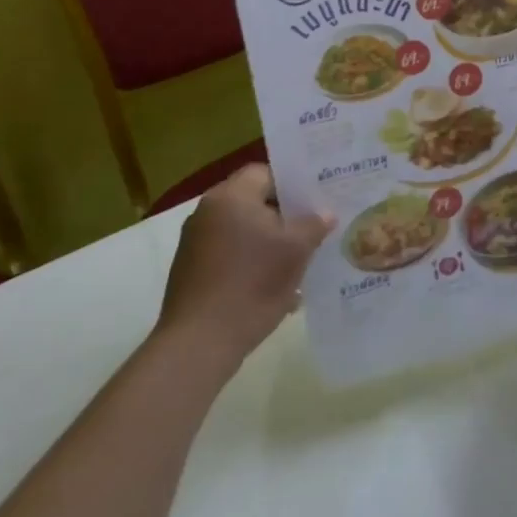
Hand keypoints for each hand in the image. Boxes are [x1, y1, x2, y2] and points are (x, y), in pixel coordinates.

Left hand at [158, 165, 333, 360]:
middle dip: (284, 216)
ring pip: (243, 230)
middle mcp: (207, 212)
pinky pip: (229, 254)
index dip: (294, 184)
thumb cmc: (252, 284)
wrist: (199, 344)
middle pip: (254, 202)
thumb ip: (314, 224)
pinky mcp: (191, 271)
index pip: (267, 172)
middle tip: (313, 228)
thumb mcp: (296, 251)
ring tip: (298, 261)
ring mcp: (195, 243)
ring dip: (269, 242)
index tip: (316, 201)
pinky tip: (273, 286)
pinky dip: (251, 263)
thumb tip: (326, 214)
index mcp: (231, 196)